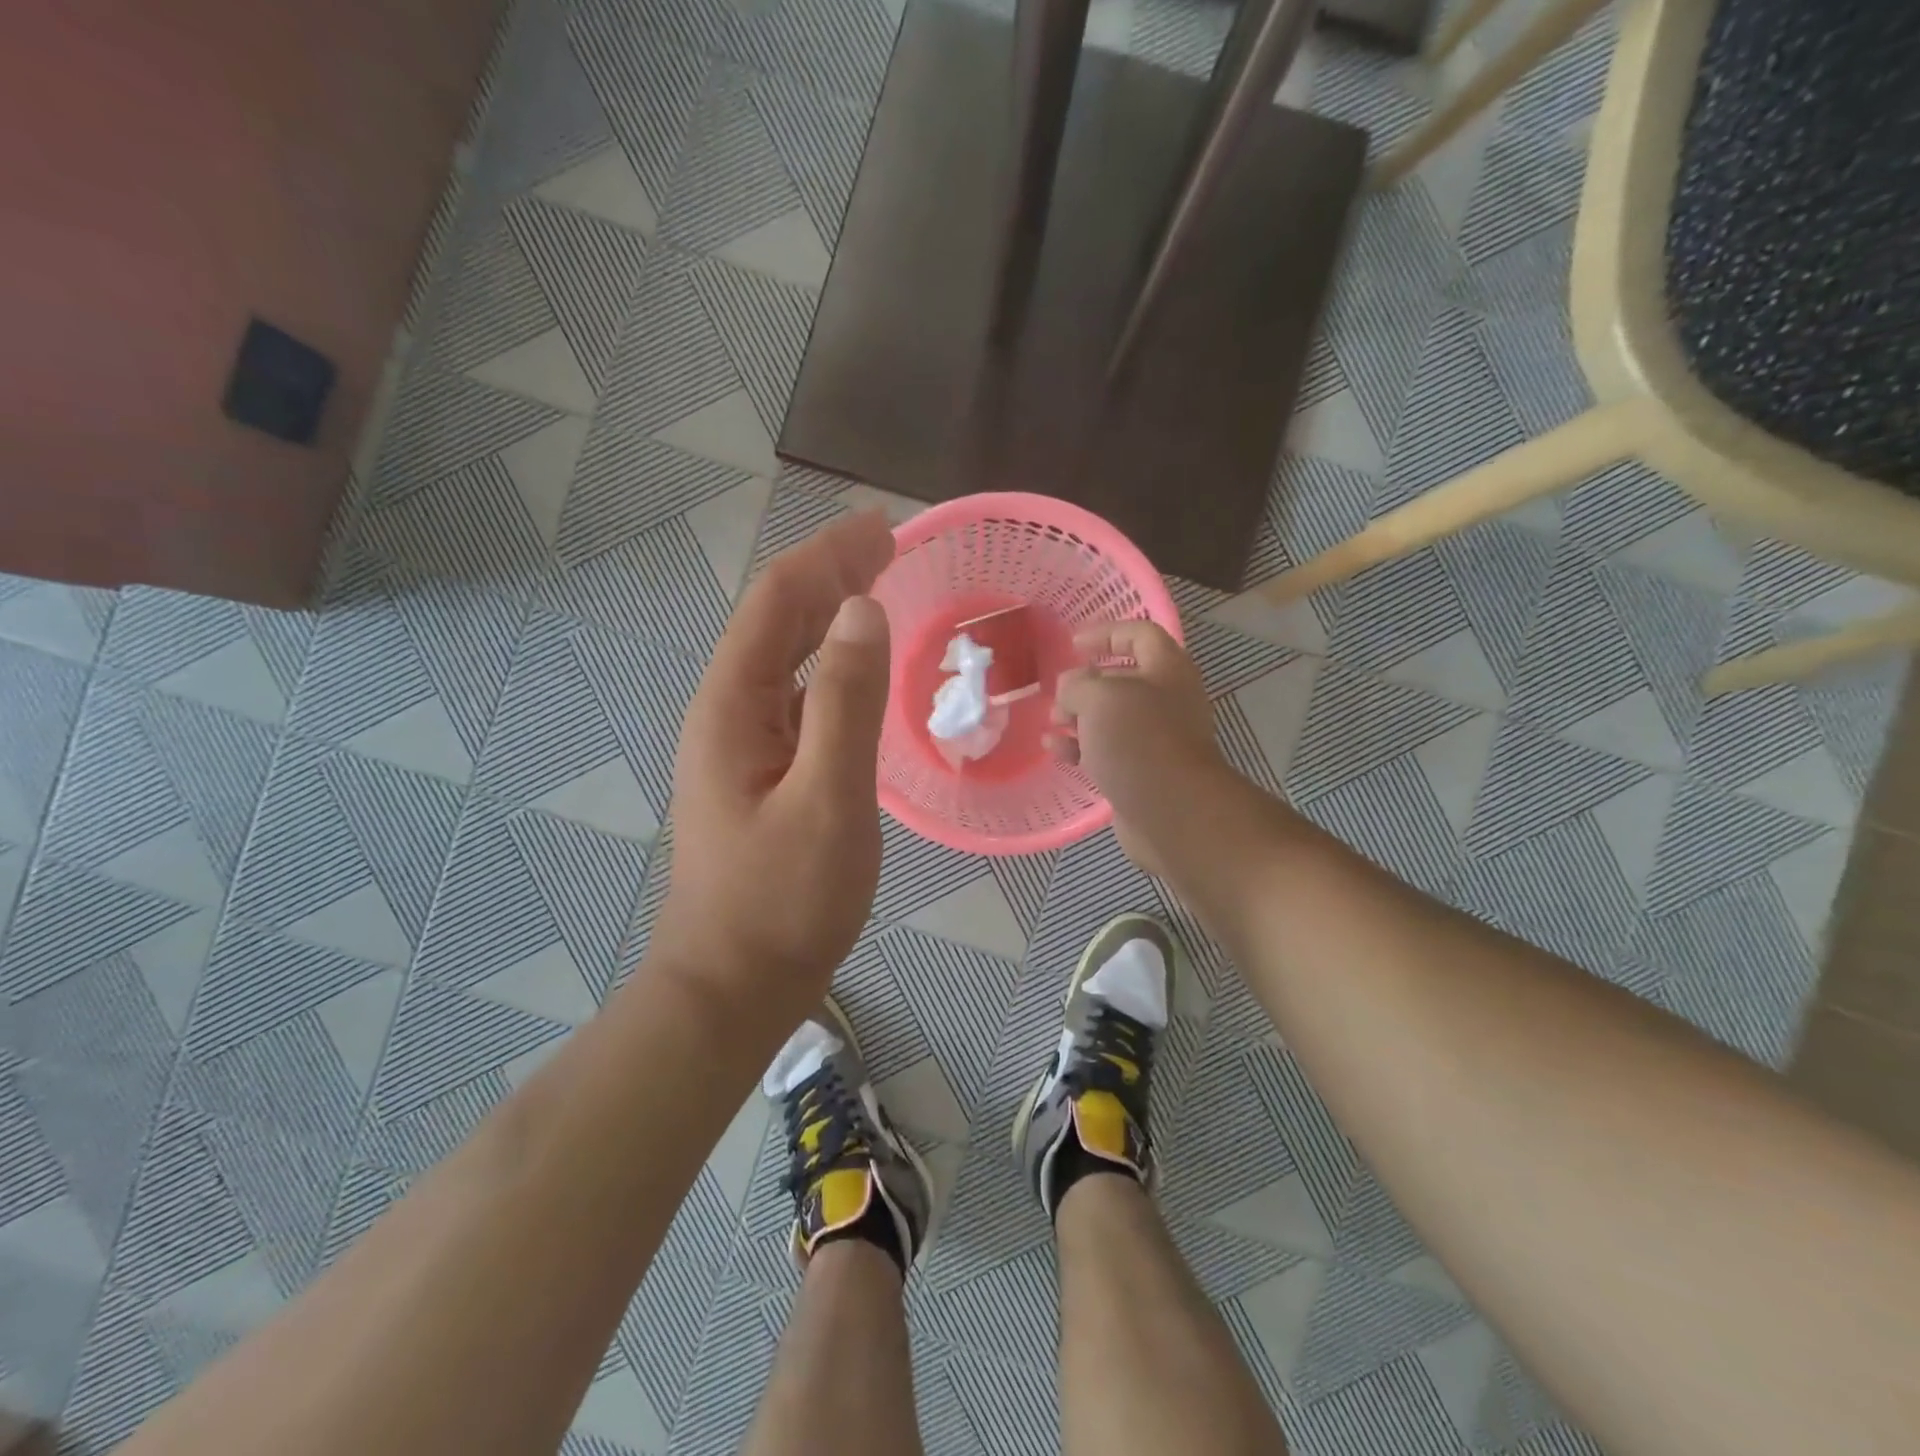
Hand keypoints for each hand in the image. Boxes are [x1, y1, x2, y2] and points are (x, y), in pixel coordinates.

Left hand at [651, 512, 894, 1024]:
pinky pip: (792, 694)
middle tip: (889, 545)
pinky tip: (852, 666)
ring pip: (782, 656)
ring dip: (827, 613)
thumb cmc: (784, 898)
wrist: (734, 984)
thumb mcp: (829, 797)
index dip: (829, 556)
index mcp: (733, 705)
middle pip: (775, 620)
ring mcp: (738, 744)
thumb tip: (864, 610)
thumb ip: (846, 701)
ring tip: (875, 585)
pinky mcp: (757, 772)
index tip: (884, 527)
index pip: (779, 602)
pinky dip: (826, 662)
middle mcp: (726, 711)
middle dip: (829, 574)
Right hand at [1047, 621, 1224, 878]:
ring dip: (1078, 717)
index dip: (1106, 632)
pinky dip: (1080, 747)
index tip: (1073, 645)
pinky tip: (1054, 750)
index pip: (1139, 634)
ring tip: (1051, 724)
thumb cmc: (1139, 741)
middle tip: (1058, 695)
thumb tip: (1071, 691)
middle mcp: (1167, 700)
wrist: (1173, 813)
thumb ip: (1077, 684)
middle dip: (1085, 684)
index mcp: (1167, 670)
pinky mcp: (1142, 772)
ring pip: (1111, 718)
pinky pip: (1107, 751)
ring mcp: (1156, 739)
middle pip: (1122, 679)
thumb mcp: (1099, 698)